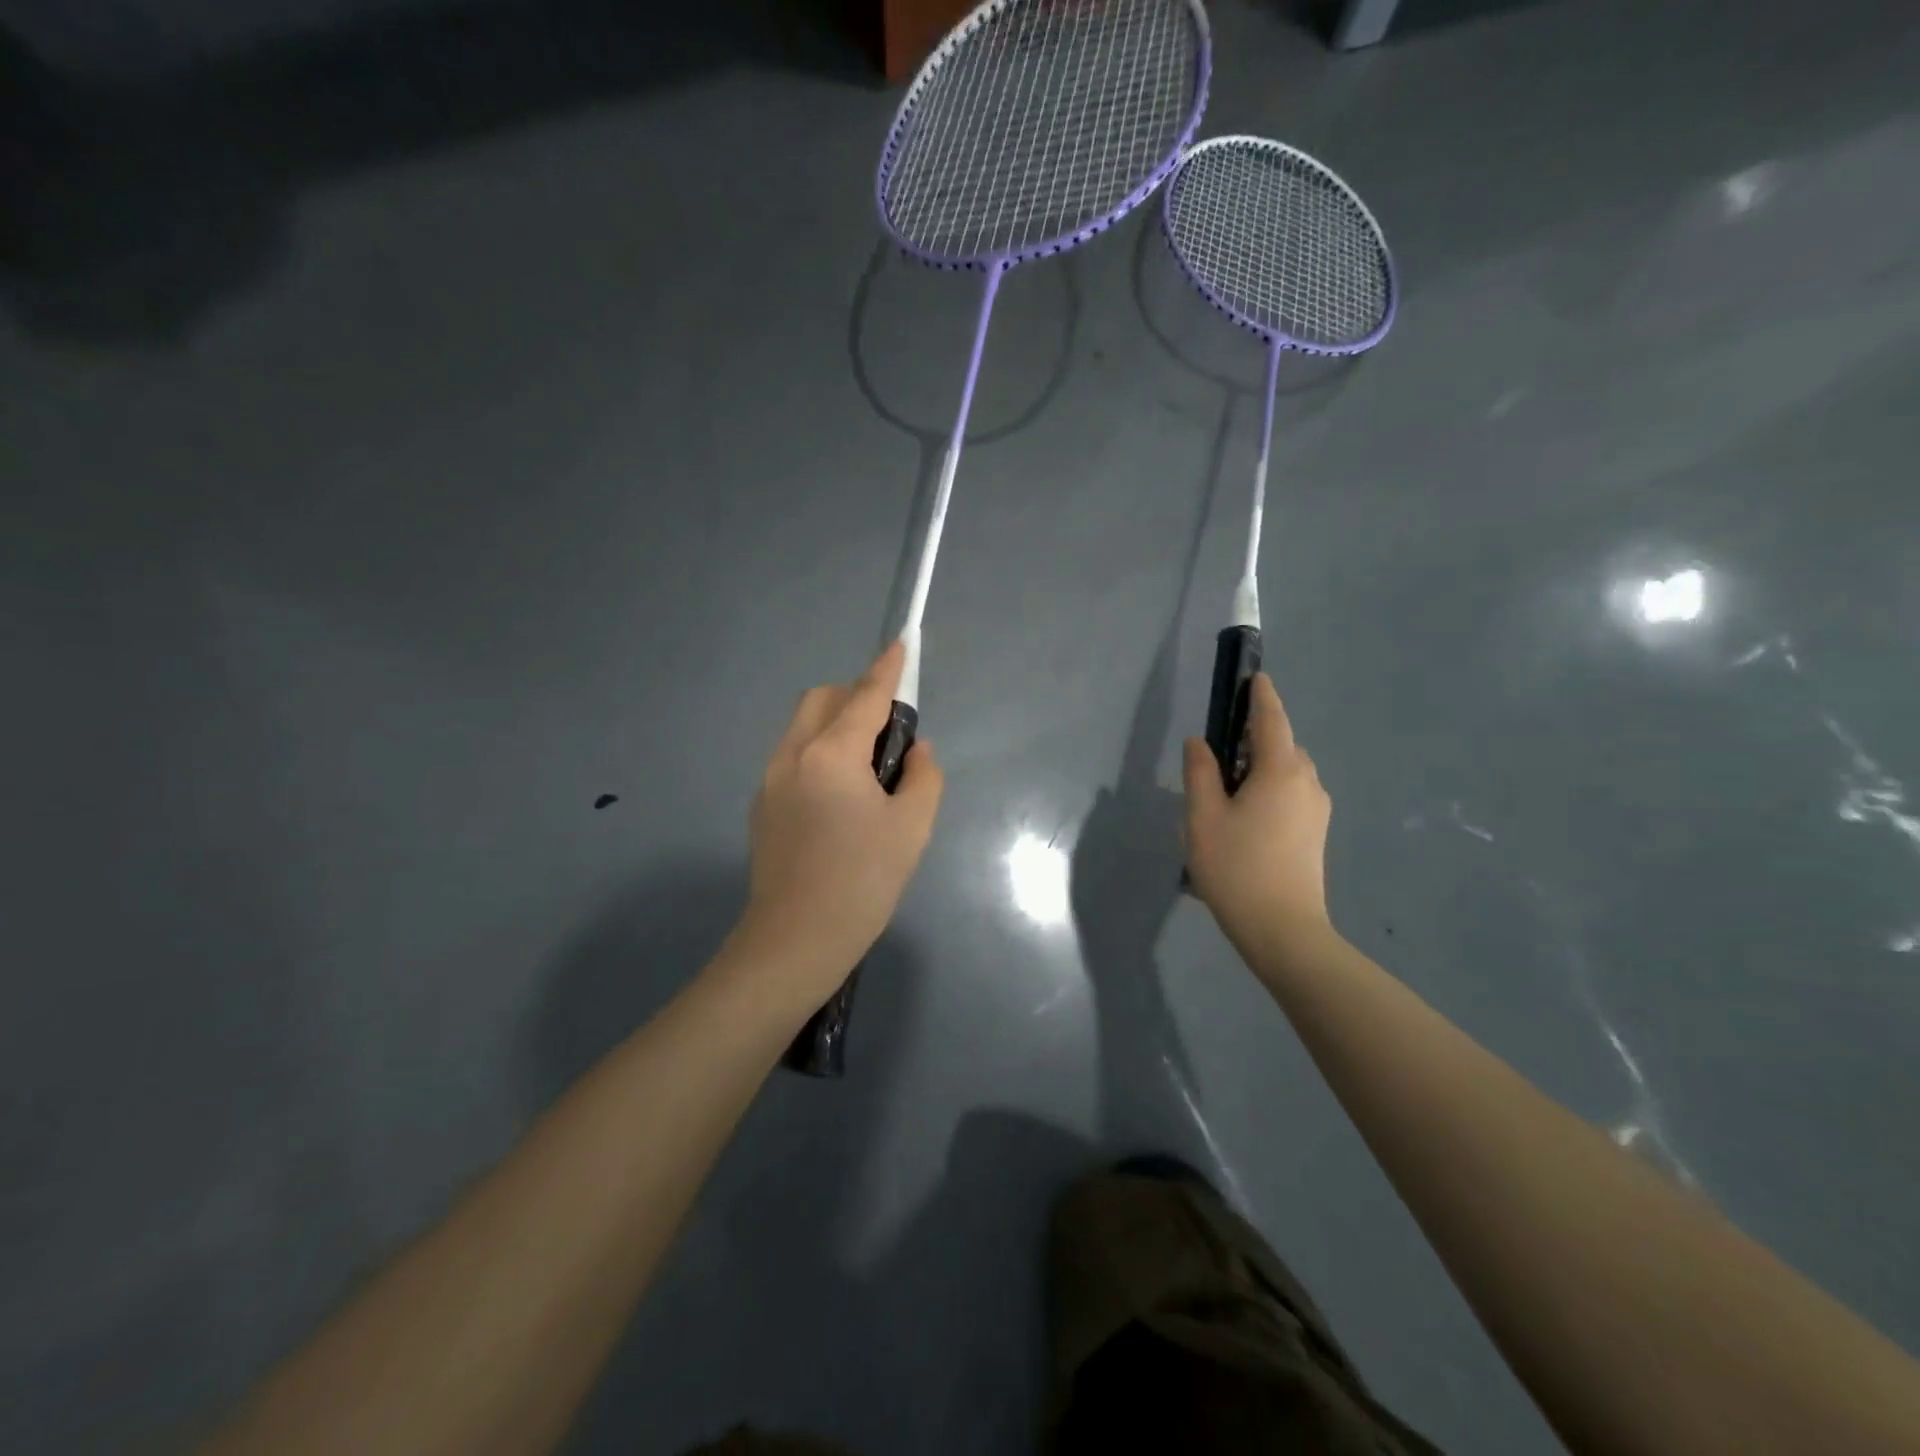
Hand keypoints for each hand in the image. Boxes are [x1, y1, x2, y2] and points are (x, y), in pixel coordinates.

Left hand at [734, 641, 943, 1007]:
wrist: (795, 941)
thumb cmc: (862, 882)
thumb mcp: (912, 828)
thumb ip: (922, 776)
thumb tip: (916, 750)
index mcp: (832, 754)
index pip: (865, 696)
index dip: (887, 669)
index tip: (901, 644)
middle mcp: (793, 754)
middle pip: (822, 699)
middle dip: (855, 696)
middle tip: (887, 733)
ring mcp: (770, 779)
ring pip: (803, 726)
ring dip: (835, 724)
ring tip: (866, 768)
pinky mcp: (761, 804)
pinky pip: (793, 756)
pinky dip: (819, 752)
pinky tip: (839, 797)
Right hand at [1182, 673, 1333, 961]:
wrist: (1284, 931)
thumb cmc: (1237, 868)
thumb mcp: (1203, 817)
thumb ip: (1200, 772)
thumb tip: (1200, 742)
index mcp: (1281, 770)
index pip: (1271, 719)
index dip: (1261, 696)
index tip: (1254, 677)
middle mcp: (1307, 782)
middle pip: (1280, 745)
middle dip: (1253, 737)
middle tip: (1217, 752)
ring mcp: (1316, 810)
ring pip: (1287, 772)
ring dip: (1260, 767)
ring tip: (1225, 791)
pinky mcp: (1316, 834)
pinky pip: (1291, 794)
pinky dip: (1269, 789)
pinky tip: (1244, 817)